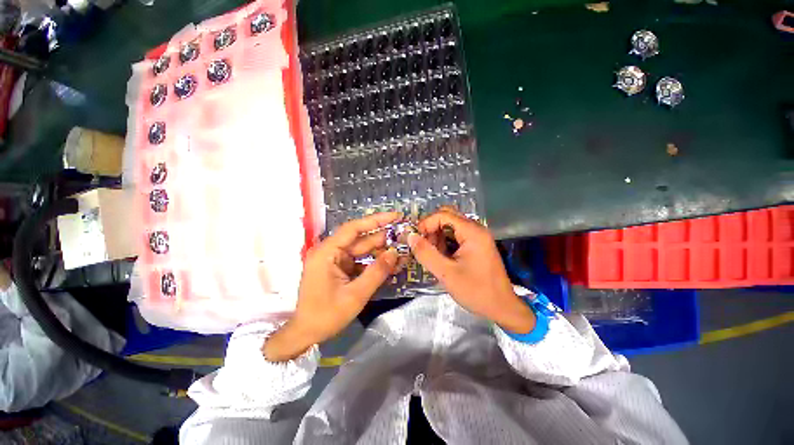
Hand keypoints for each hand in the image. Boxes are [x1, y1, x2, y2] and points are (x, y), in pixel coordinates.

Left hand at [264, 212, 401, 360]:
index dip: (375, 220)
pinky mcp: (340, 268)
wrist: (306, 334)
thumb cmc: (326, 315)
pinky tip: (390, 263)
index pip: (353, 228)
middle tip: (404, 235)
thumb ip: (376, 272)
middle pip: (360, 239)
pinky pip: (360, 260)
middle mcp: (330, 251)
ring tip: (402, 249)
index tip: (395, 216)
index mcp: (327, 252)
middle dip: (383, 237)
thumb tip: (394, 253)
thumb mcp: (355, 295)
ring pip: (362, 250)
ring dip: (381, 250)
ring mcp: (335, 260)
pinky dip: (374, 262)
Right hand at [408, 208, 535, 333]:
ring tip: (432, 255)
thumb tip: (410, 237)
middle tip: (423, 246)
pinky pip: (456, 237)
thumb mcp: (446, 273)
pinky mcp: (476, 246)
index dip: (426, 224)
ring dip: (438, 237)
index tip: (415, 239)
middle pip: (447, 218)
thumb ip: (426, 253)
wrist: (502, 308)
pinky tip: (442, 258)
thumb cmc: (476, 291)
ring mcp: (477, 237)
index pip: (443, 215)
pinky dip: (445, 243)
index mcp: (472, 232)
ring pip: (450, 227)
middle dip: (431, 229)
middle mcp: (476, 229)